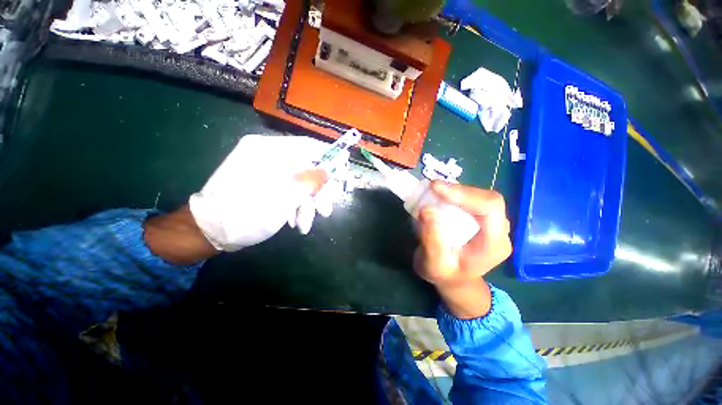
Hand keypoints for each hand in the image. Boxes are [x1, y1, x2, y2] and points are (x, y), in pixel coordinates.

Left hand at [189, 135, 346, 251]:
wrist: (208, 232)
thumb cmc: (245, 213)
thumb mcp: (283, 198)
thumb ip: (309, 181)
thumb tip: (329, 170)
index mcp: (269, 151)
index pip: (308, 146)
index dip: (329, 157)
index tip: (344, 170)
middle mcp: (267, 156)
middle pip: (306, 167)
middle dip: (319, 191)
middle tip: (327, 210)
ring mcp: (266, 170)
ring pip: (299, 181)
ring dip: (307, 204)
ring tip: (306, 225)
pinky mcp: (264, 184)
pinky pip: (288, 189)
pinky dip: (295, 205)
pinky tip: (294, 221)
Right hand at [415, 182, 510, 318]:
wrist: (453, 279)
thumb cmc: (444, 275)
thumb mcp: (433, 264)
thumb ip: (431, 240)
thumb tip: (426, 210)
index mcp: (494, 244)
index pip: (490, 207)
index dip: (464, 194)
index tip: (436, 188)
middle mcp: (499, 231)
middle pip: (486, 199)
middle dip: (459, 191)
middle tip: (432, 188)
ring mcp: (492, 224)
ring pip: (479, 197)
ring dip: (456, 191)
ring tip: (434, 191)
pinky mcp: (482, 220)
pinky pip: (472, 200)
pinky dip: (454, 195)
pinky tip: (440, 196)